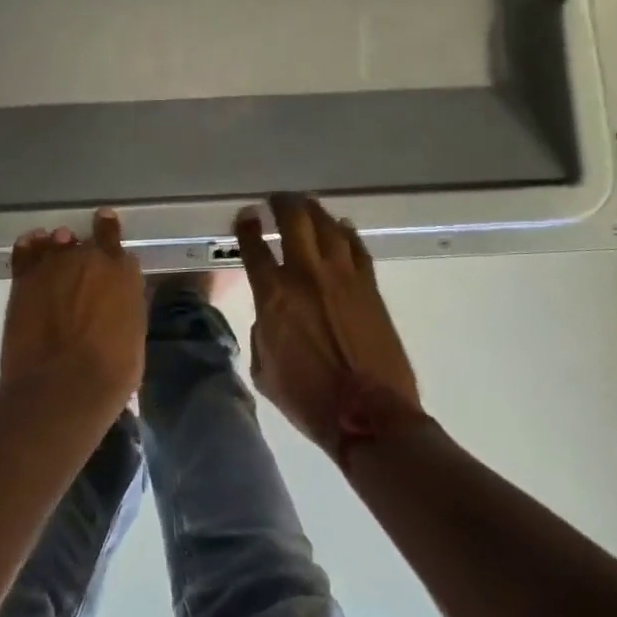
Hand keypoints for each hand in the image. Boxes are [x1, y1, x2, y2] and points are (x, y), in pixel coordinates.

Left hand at [0, 208, 145, 415]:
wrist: (61, 387)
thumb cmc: (110, 373)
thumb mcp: (134, 337)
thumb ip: (126, 306)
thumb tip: (119, 299)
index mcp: (122, 272)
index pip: (115, 239)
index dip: (110, 231)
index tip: (106, 223)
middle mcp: (89, 258)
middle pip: (87, 241)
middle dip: (85, 249)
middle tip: (83, 260)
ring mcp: (54, 264)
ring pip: (57, 241)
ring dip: (59, 245)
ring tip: (57, 249)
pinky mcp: (24, 278)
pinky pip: (26, 250)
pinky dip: (30, 246)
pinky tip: (32, 244)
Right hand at [236, 193, 424, 463]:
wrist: (370, 416)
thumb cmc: (309, 399)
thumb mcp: (264, 370)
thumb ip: (262, 332)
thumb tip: (271, 316)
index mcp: (273, 295)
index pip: (254, 246)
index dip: (247, 225)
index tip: (247, 215)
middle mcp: (306, 274)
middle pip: (294, 219)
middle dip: (282, 203)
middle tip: (277, 200)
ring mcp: (342, 276)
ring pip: (327, 225)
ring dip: (313, 211)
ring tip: (306, 206)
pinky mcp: (370, 286)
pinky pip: (356, 247)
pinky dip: (346, 233)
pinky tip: (341, 228)